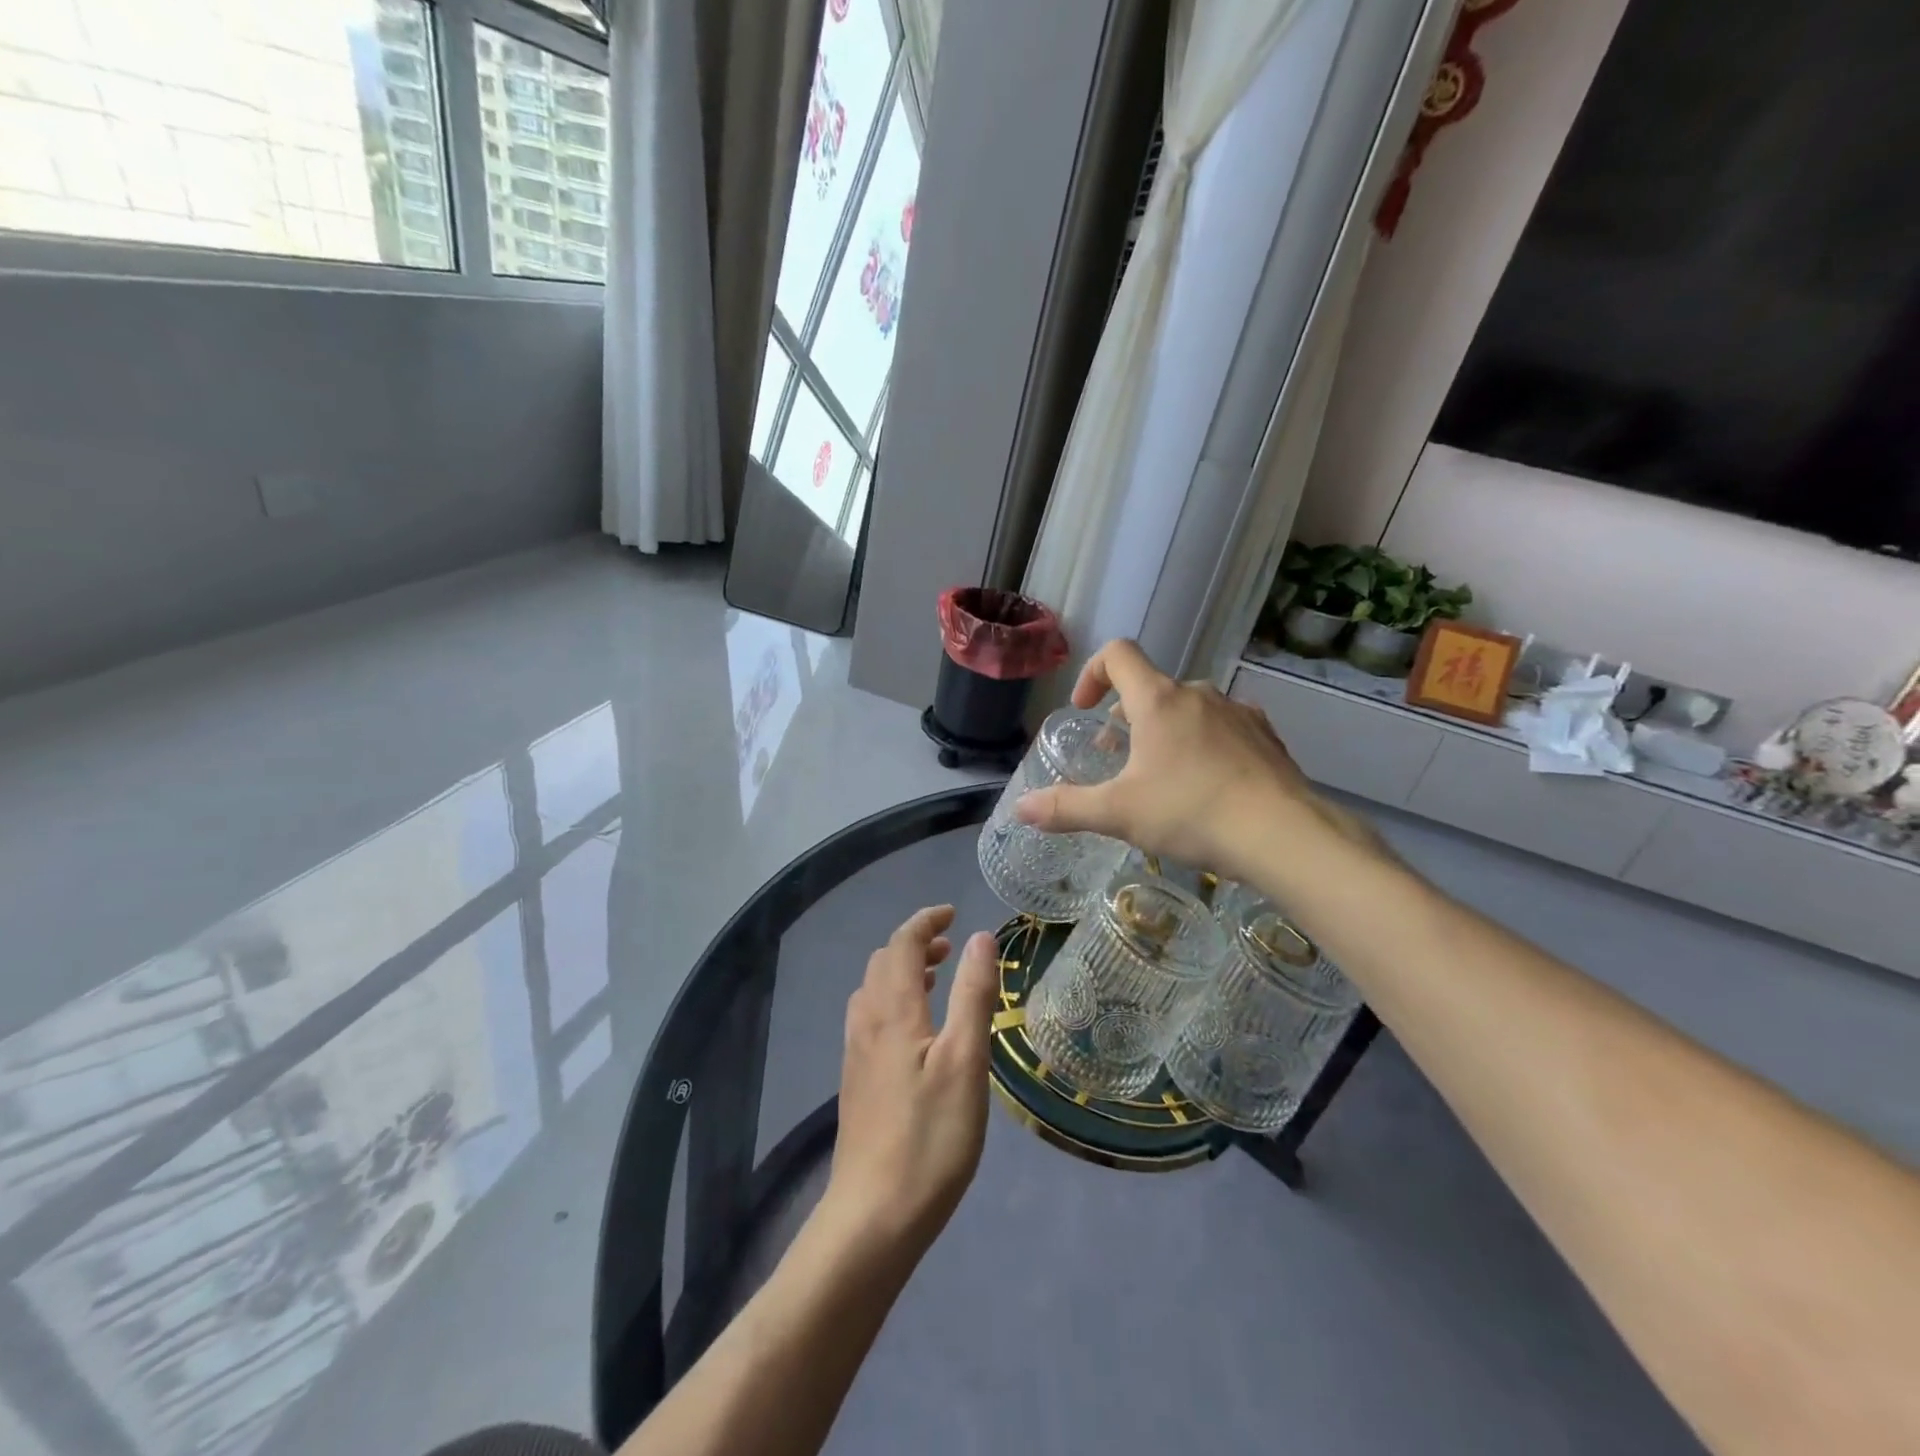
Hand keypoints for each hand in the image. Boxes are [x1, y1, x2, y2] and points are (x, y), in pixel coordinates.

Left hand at [823, 906, 998, 1260]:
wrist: (873, 1217)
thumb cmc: (929, 1136)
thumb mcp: (966, 1062)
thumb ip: (973, 995)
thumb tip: (980, 938)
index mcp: (893, 1010)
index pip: (902, 944)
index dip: (926, 922)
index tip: (953, 913)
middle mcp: (867, 1022)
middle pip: (884, 962)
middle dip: (916, 944)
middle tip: (952, 948)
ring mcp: (856, 1053)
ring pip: (874, 990)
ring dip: (903, 972)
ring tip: (937, 979)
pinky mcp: (856, 1081)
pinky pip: (871, 1017)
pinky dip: (895, 1000)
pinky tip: (917, 1031)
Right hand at [1014, 639, 1385, 885]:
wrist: (1285, 836)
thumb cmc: (1192, 813)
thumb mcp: (1119, 814)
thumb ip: (1066, 808)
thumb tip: (1020, 809)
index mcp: (1159, 700)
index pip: (1118, 654)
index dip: (1092, 672)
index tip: (1083, 709)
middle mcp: (1199, 695)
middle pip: (1151, 688)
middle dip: (1126, 716)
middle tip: (1116, 758)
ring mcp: (1238, 713)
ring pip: (1188, 709)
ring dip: (1165, 731)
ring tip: (1160, 777)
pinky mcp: (1266, 737)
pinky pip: (1223, 728)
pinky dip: (1203, 745)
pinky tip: (1207, 786)